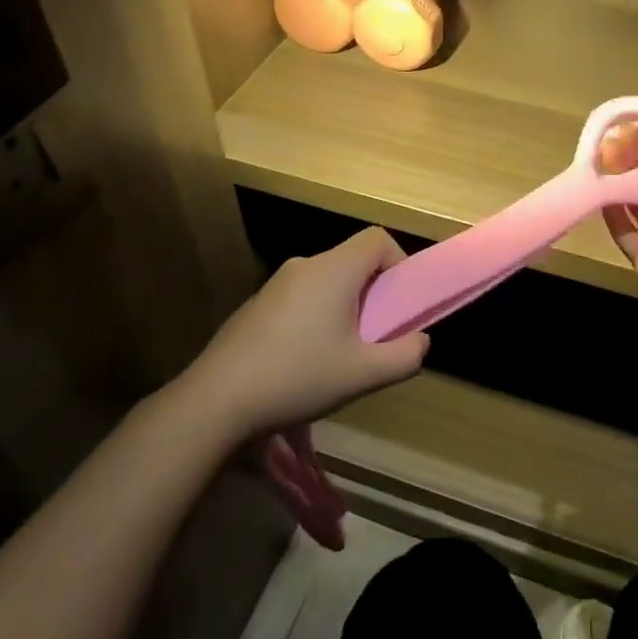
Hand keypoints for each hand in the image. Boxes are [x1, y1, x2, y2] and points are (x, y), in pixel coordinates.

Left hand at [185, 228, 428, 441]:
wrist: (216, 400)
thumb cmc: (298, 377)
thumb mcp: (363, 375)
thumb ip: (404, 356)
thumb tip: (421, 341)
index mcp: (334, 269)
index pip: (378, 239)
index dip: (399, 263)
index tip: (399, 303)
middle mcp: (306, 265)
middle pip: (353, 261)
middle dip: (373, 294)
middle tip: (375, 336)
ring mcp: (276, 283)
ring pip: (328, 281)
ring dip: (344, 308)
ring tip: (341, 355)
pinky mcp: (257, 304)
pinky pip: (302, 297)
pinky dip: (316, 316)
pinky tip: (304, 362)